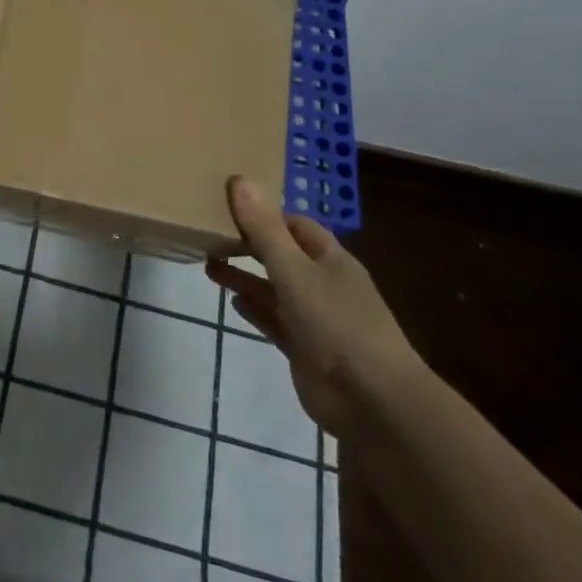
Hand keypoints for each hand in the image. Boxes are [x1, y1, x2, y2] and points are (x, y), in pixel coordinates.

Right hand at [206, 177, 423, 438]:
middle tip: (209, 234)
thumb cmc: (337, 324)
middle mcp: (325, 284)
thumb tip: (240, 180)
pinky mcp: (306, 348)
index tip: (227, 206)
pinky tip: (232, 303)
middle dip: (249, 245)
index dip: (265, 214)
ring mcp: (316, 318)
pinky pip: (275, 322)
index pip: (295, 226)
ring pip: (274, 289)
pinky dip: (255, 310)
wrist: (373, 401)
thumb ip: (264, 230)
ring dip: (245, 277)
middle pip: (282, 255)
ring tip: (208, 264)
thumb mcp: (294, 271)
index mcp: (331, 260)